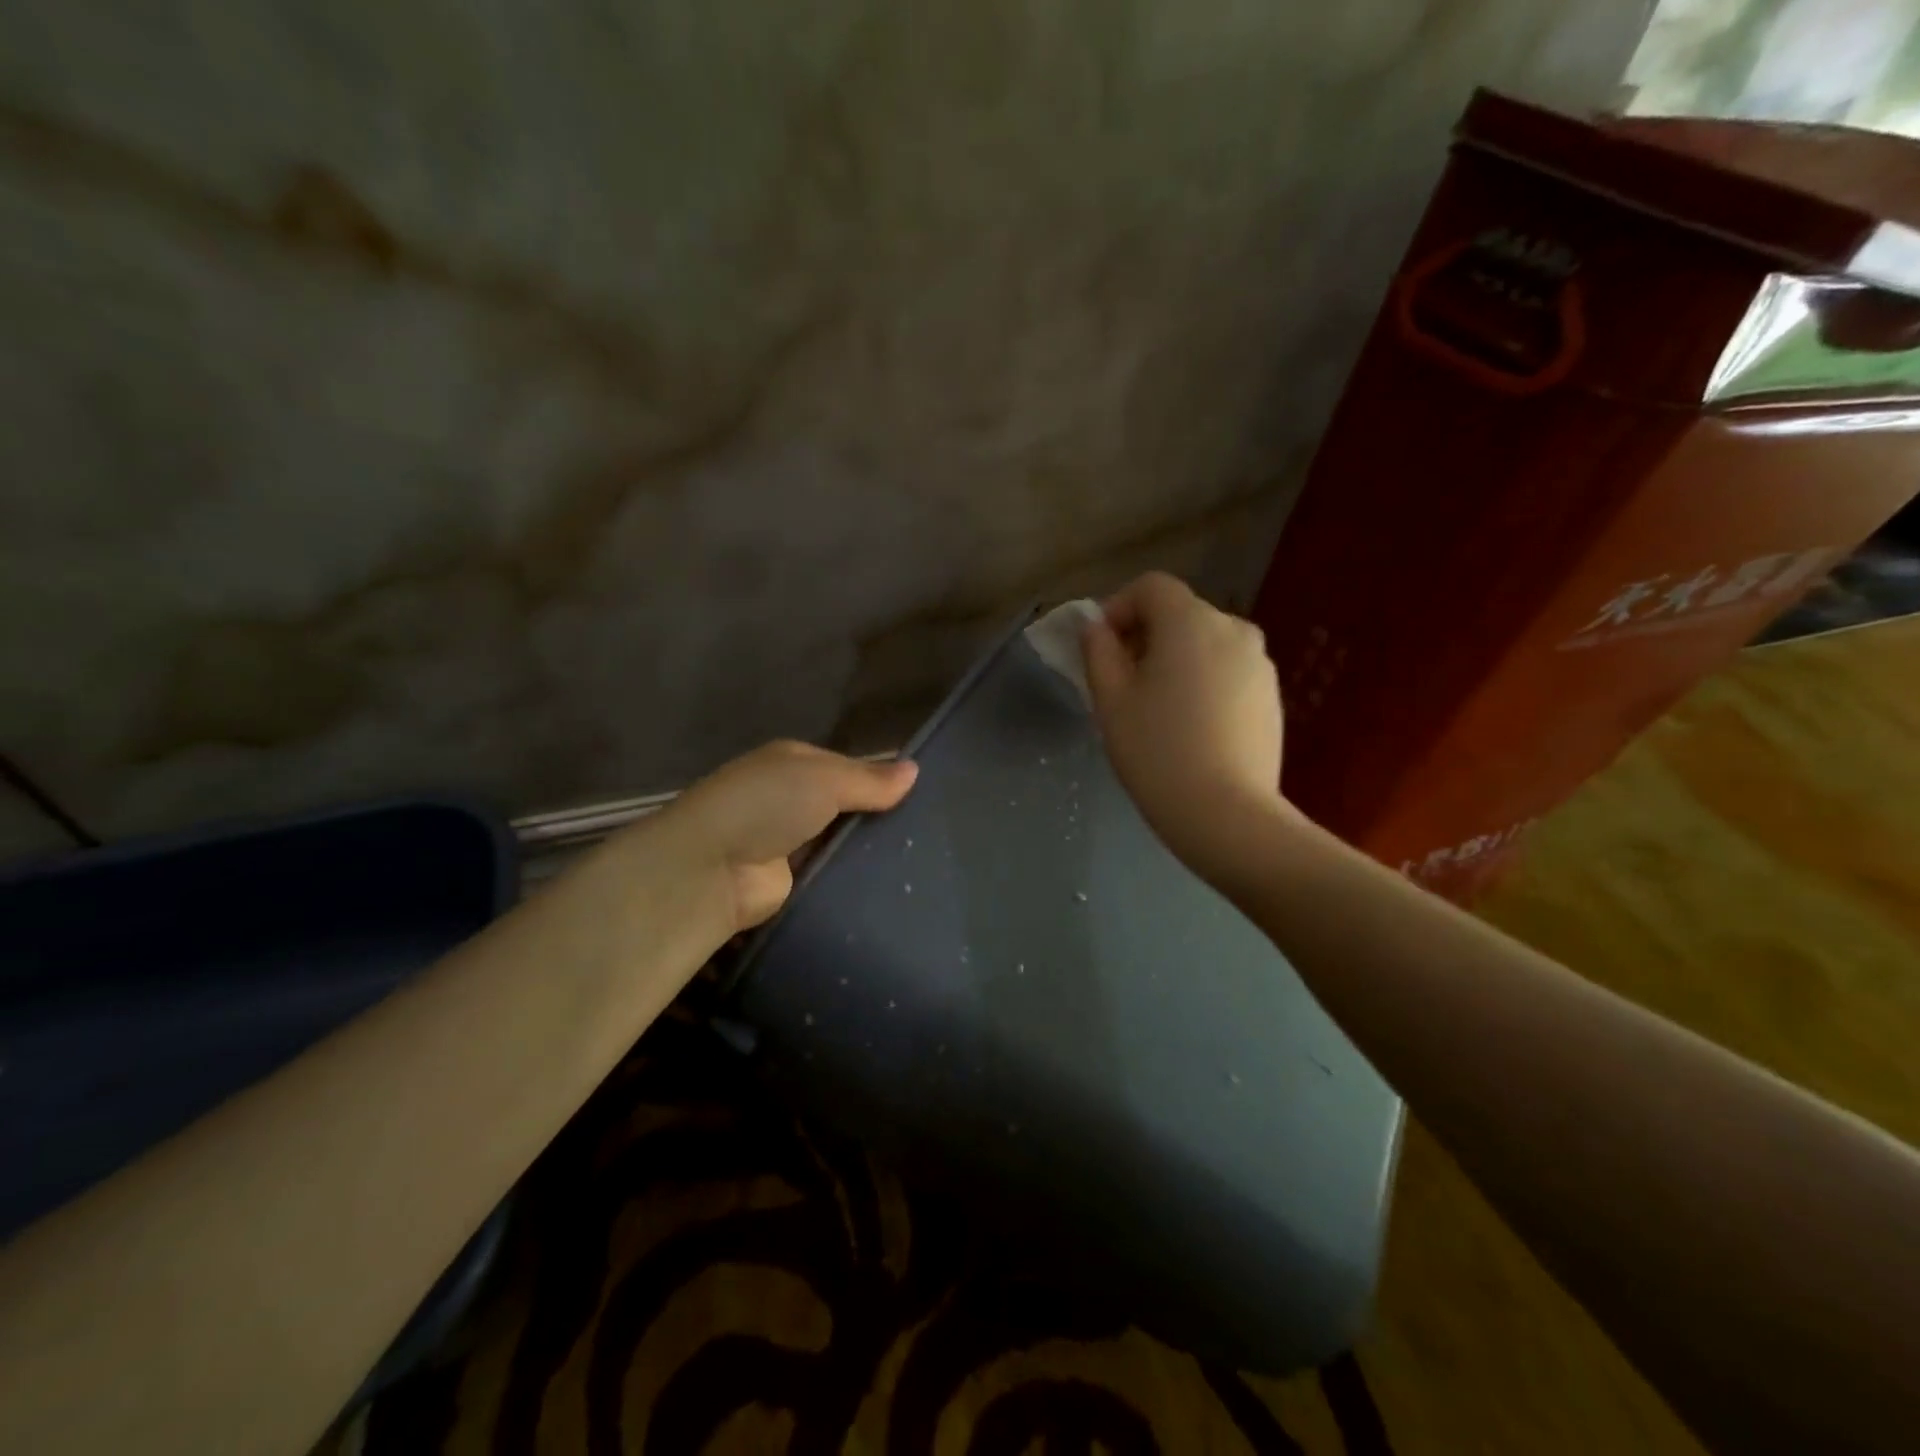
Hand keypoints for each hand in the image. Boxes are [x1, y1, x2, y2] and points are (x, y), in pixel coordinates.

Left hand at [657, 740, 918, 934]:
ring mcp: (788, 841)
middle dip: (877, 817)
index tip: (922, 797)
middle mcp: (789, 798)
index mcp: (793, 763)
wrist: (711, 869)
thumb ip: (869, 779)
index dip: (880, 779)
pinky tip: (891, 886)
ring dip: (866, 851)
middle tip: (930, 834)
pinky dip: (853, 878)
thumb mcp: (823, 779)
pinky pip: (831, 874)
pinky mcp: (790, 881)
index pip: (847, 767)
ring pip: (840, 842)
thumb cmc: (766, 805)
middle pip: (845, 806)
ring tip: (921, 862)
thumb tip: (915, 769)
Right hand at [1082, 572, 1291, 877]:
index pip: (1151, 587)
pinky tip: (1191, 727)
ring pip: (1205, 644)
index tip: (1101, 649)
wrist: (1227, 814)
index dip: (1118, 608)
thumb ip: (1098, 651)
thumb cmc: (1157, 751)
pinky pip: (1227, 671)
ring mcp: (1260, 663)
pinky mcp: (1272, 696)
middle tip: (1122, 683)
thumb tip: (1096, 628)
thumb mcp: (1111, 700)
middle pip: (1179, 614)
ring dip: (1175, 660)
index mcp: (1191, 621)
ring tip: (1156, 709)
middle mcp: (1234, 629)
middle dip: (1145, 637)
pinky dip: (1203, 682)